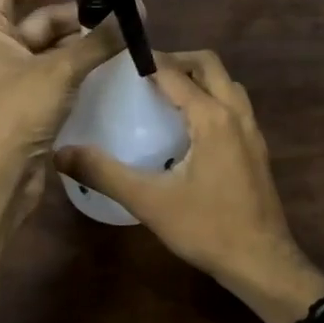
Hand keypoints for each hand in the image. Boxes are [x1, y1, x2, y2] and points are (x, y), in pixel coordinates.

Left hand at [0, 0, 123, 193]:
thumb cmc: (18, 112)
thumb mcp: (61, 70)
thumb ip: (98, 40)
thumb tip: (136, 8)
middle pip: (36, 19)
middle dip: (74, 17)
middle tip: (114, 19)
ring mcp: (10, 78)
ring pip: (48, 48)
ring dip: (80, 43)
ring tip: (117, 41)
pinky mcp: (26, 102)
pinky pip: (53, 73)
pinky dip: (76, 67)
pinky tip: (106, 68)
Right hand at [54, 49, 323, 322]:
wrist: (262, 262)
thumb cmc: (206, 228)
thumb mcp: (148, 200)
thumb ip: (104, 173)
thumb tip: (61, 154)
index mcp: (212, 117)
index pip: (175, 73)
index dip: (148, 61)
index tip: (120, 62)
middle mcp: (236, 114)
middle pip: (209, 65)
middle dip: (177, 60)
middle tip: (144, 73)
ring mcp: (252, 131)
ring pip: (227, 84)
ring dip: (199, 78)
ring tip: (166, 94)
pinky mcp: (257, 149)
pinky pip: (234, 106)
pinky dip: (212, 98)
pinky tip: (189, 128)